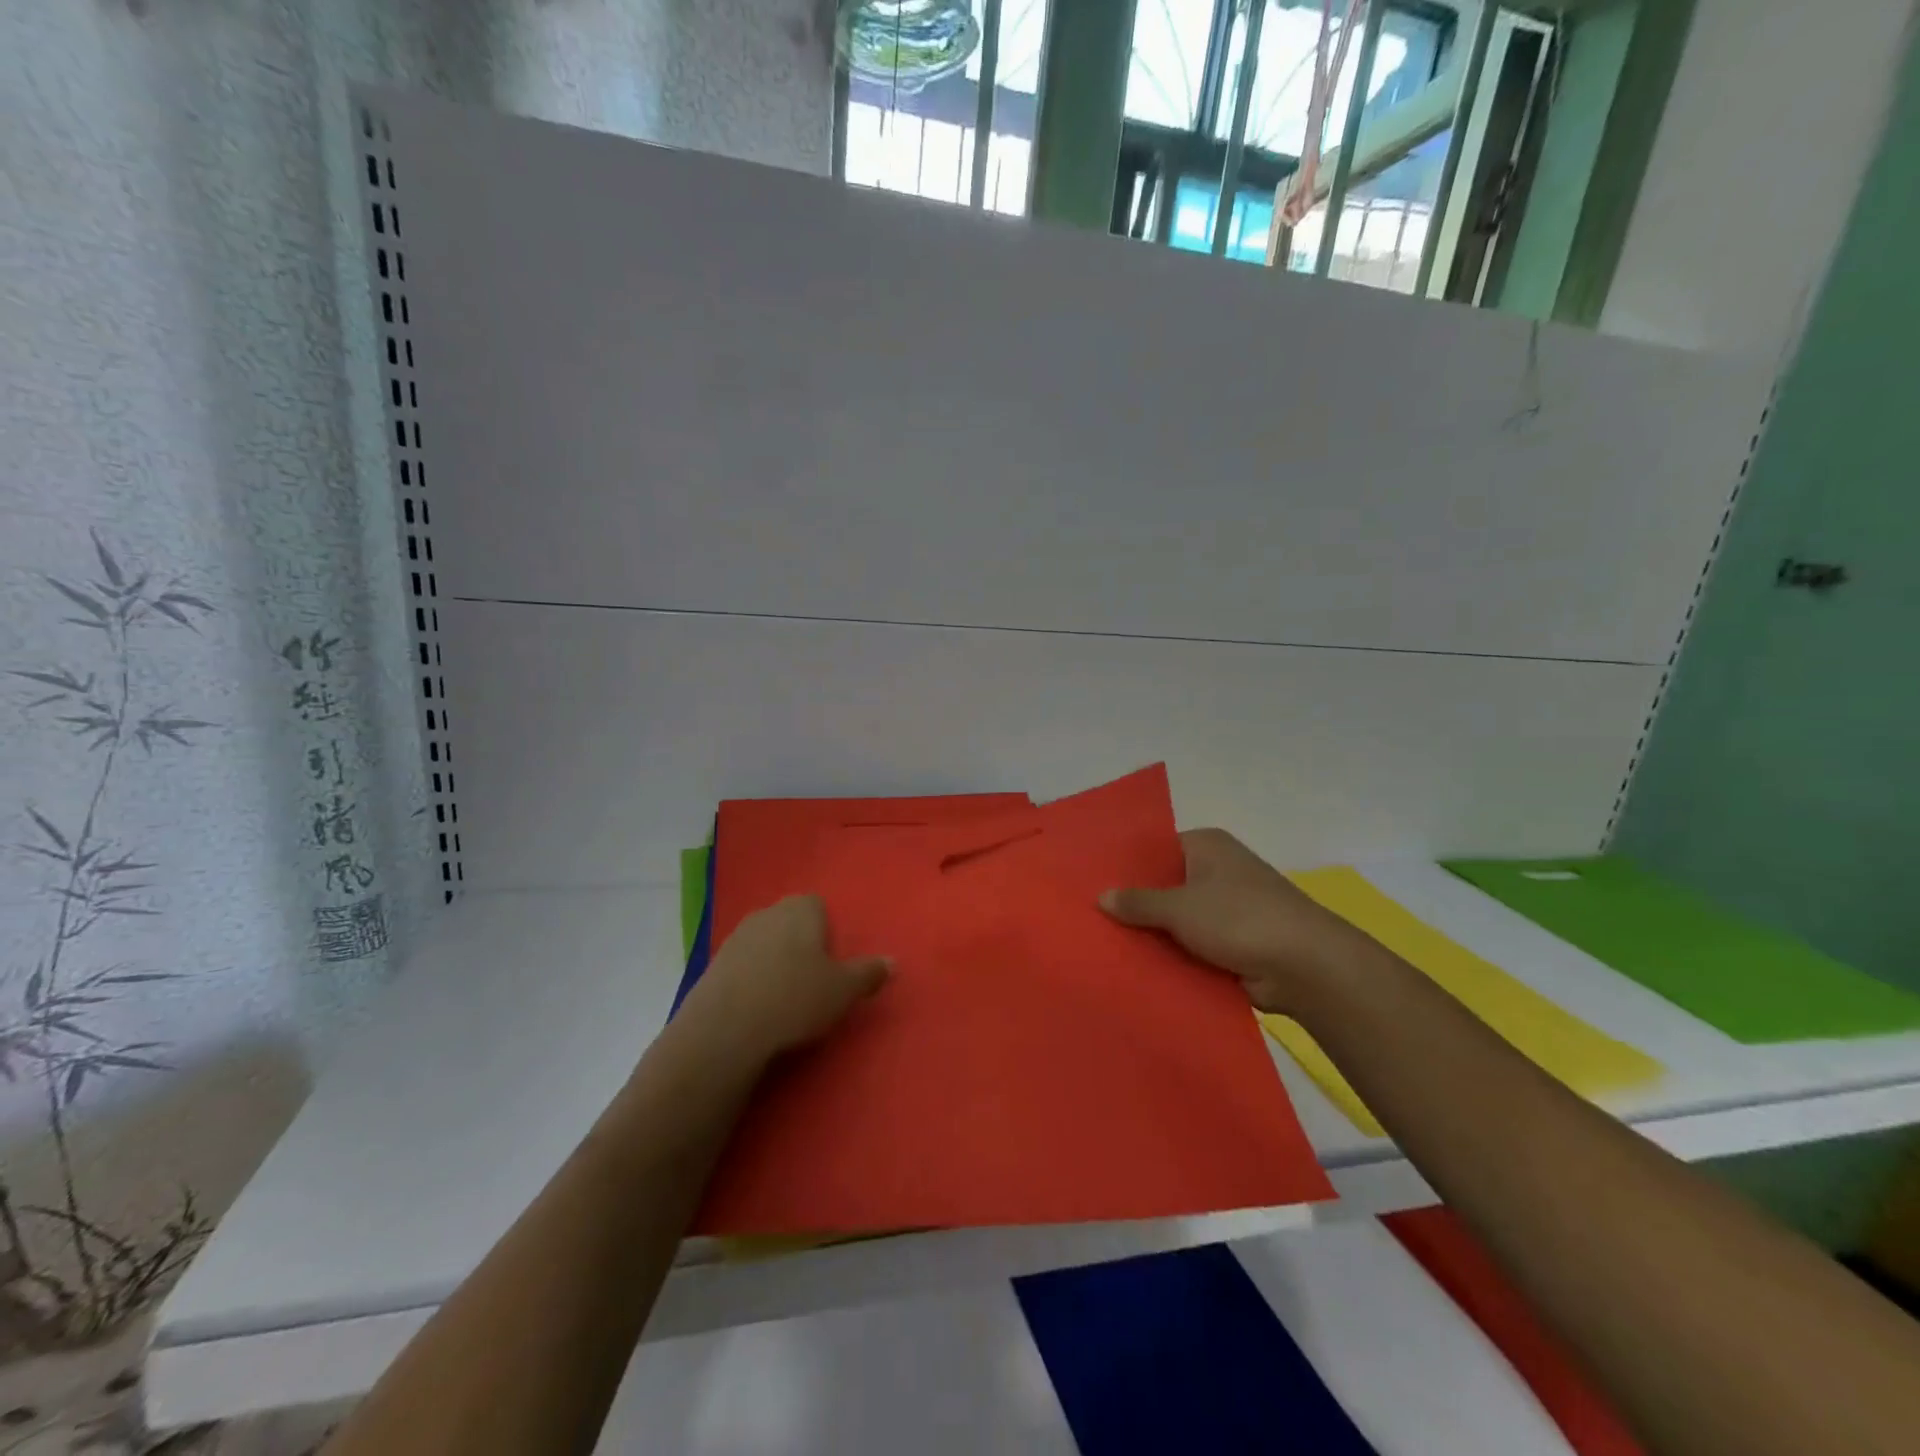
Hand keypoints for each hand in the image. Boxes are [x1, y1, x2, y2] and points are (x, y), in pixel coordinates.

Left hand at [675, 895, 890, 1068]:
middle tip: (813, 980)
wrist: (725, 1029)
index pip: (818, 905)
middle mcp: (767, 913)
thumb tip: (892, 961)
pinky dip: (751, 980)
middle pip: (790, 922)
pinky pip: (742, 966)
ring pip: (764, 943)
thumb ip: (869, 972)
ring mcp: (735, 937)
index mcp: (801, 909)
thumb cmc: (795, 998)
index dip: (827, 931)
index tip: (832, 962)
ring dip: (774, 962)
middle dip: (800, 944)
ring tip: (784, 998)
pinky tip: (757, 1008)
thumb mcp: (844, 990)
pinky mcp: (712, 965)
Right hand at [1100, 828, 1371, 1014]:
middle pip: (1166, 884)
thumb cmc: (1240, 918)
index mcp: (1207, 845)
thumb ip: (1138, 902)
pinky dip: (1174, 954)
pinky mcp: (1235, 941)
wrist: (1306, 966)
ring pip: (1178, 918)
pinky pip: (1193, 944)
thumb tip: (1101, 897)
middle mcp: (1218, 870)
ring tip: (1106, 944)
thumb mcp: (1180, 907)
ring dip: (1155, 933)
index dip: (1126, 866)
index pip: (1156, 849)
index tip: (1093, 883)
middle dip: (1136, 903)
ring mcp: (1229, 907)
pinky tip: (1139, 966)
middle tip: (1092, 917)